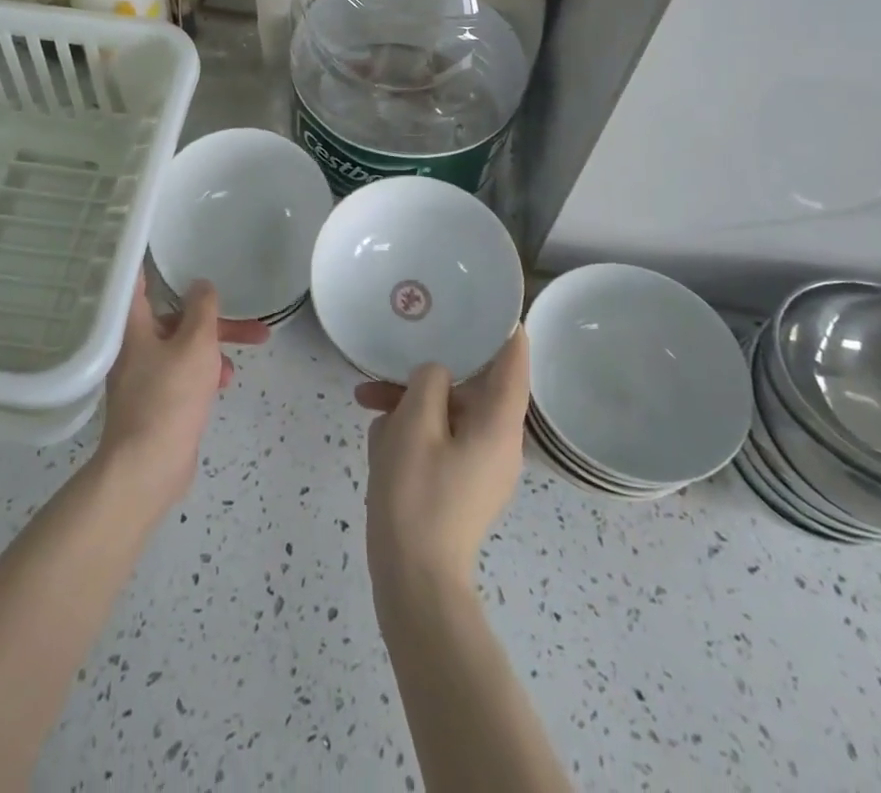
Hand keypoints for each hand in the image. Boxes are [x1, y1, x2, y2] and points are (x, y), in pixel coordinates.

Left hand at [96, 278, 269, 515]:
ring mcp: (142, 375)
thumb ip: (203, 309)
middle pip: (175, 319)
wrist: (148, 467)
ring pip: (183, 348)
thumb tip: (201, 284)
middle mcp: (132, 345)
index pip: (138, 281)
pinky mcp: (154, 401)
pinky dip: (202, 374)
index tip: (167, 244)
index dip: (152, 262)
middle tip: (254, 326)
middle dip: (215, 322)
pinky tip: (222, 386)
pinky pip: (181, 374)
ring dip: (213, 352)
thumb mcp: (196, 344)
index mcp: (134, 326)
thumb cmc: (170, 396)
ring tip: (235, 368)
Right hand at [355, 328, 529, 600]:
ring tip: (367, 400)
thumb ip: (429, 382)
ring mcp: (482, 466)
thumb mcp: (415, 424)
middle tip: (397, 352)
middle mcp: (500, 441)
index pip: (514, 361)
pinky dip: (414, 430)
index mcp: (499, 423)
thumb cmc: (417, 495)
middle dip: (430, 370)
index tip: (485, 299)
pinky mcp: (462, 484)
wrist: (414, 581)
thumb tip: (436, 373)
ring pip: (450, 412)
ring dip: (412, 402)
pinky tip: (378, 437)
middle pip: (473, 386)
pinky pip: (442, 439)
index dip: (504, 327)